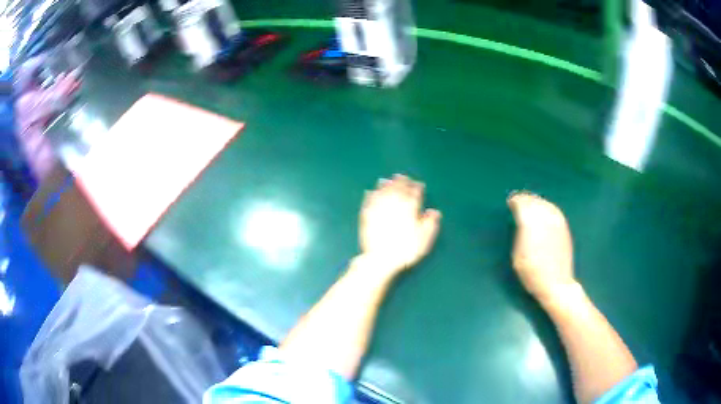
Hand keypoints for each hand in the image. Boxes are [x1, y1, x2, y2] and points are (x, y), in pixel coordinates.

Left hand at [359, 174, 440, 274]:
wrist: (381, 258)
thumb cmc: (407, 249)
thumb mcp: (425, 238)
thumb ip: (431, 223)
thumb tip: (434, 211)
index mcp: (410, 208)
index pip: (414, 193)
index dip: (416, 187)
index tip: (418, 184)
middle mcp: (394, 204)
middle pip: (397, 189)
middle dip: (400, 182)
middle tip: (402, 177)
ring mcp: (379, 208)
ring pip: (382, 191)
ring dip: (385, 185)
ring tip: (387, 180)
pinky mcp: (367, 216)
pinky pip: (369, 201)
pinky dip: (370, 195)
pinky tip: (370, 192)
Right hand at [508, 191, 576, 301]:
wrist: (556, 283)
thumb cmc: (532, 273)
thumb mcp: (517, 254)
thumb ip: (519, 233)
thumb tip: (520, 219)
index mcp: (531, 223)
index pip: (522, 204)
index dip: (515, 201)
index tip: (510, 202)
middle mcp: (545, 218)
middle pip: (533, 201)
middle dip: (525, 199)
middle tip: (518, 202)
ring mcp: (557, 221)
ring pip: (544, 203)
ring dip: (535, 201)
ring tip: (529, 204)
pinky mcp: (564, 226)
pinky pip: (553, 209)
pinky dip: (546, 206)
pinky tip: (543, 211)